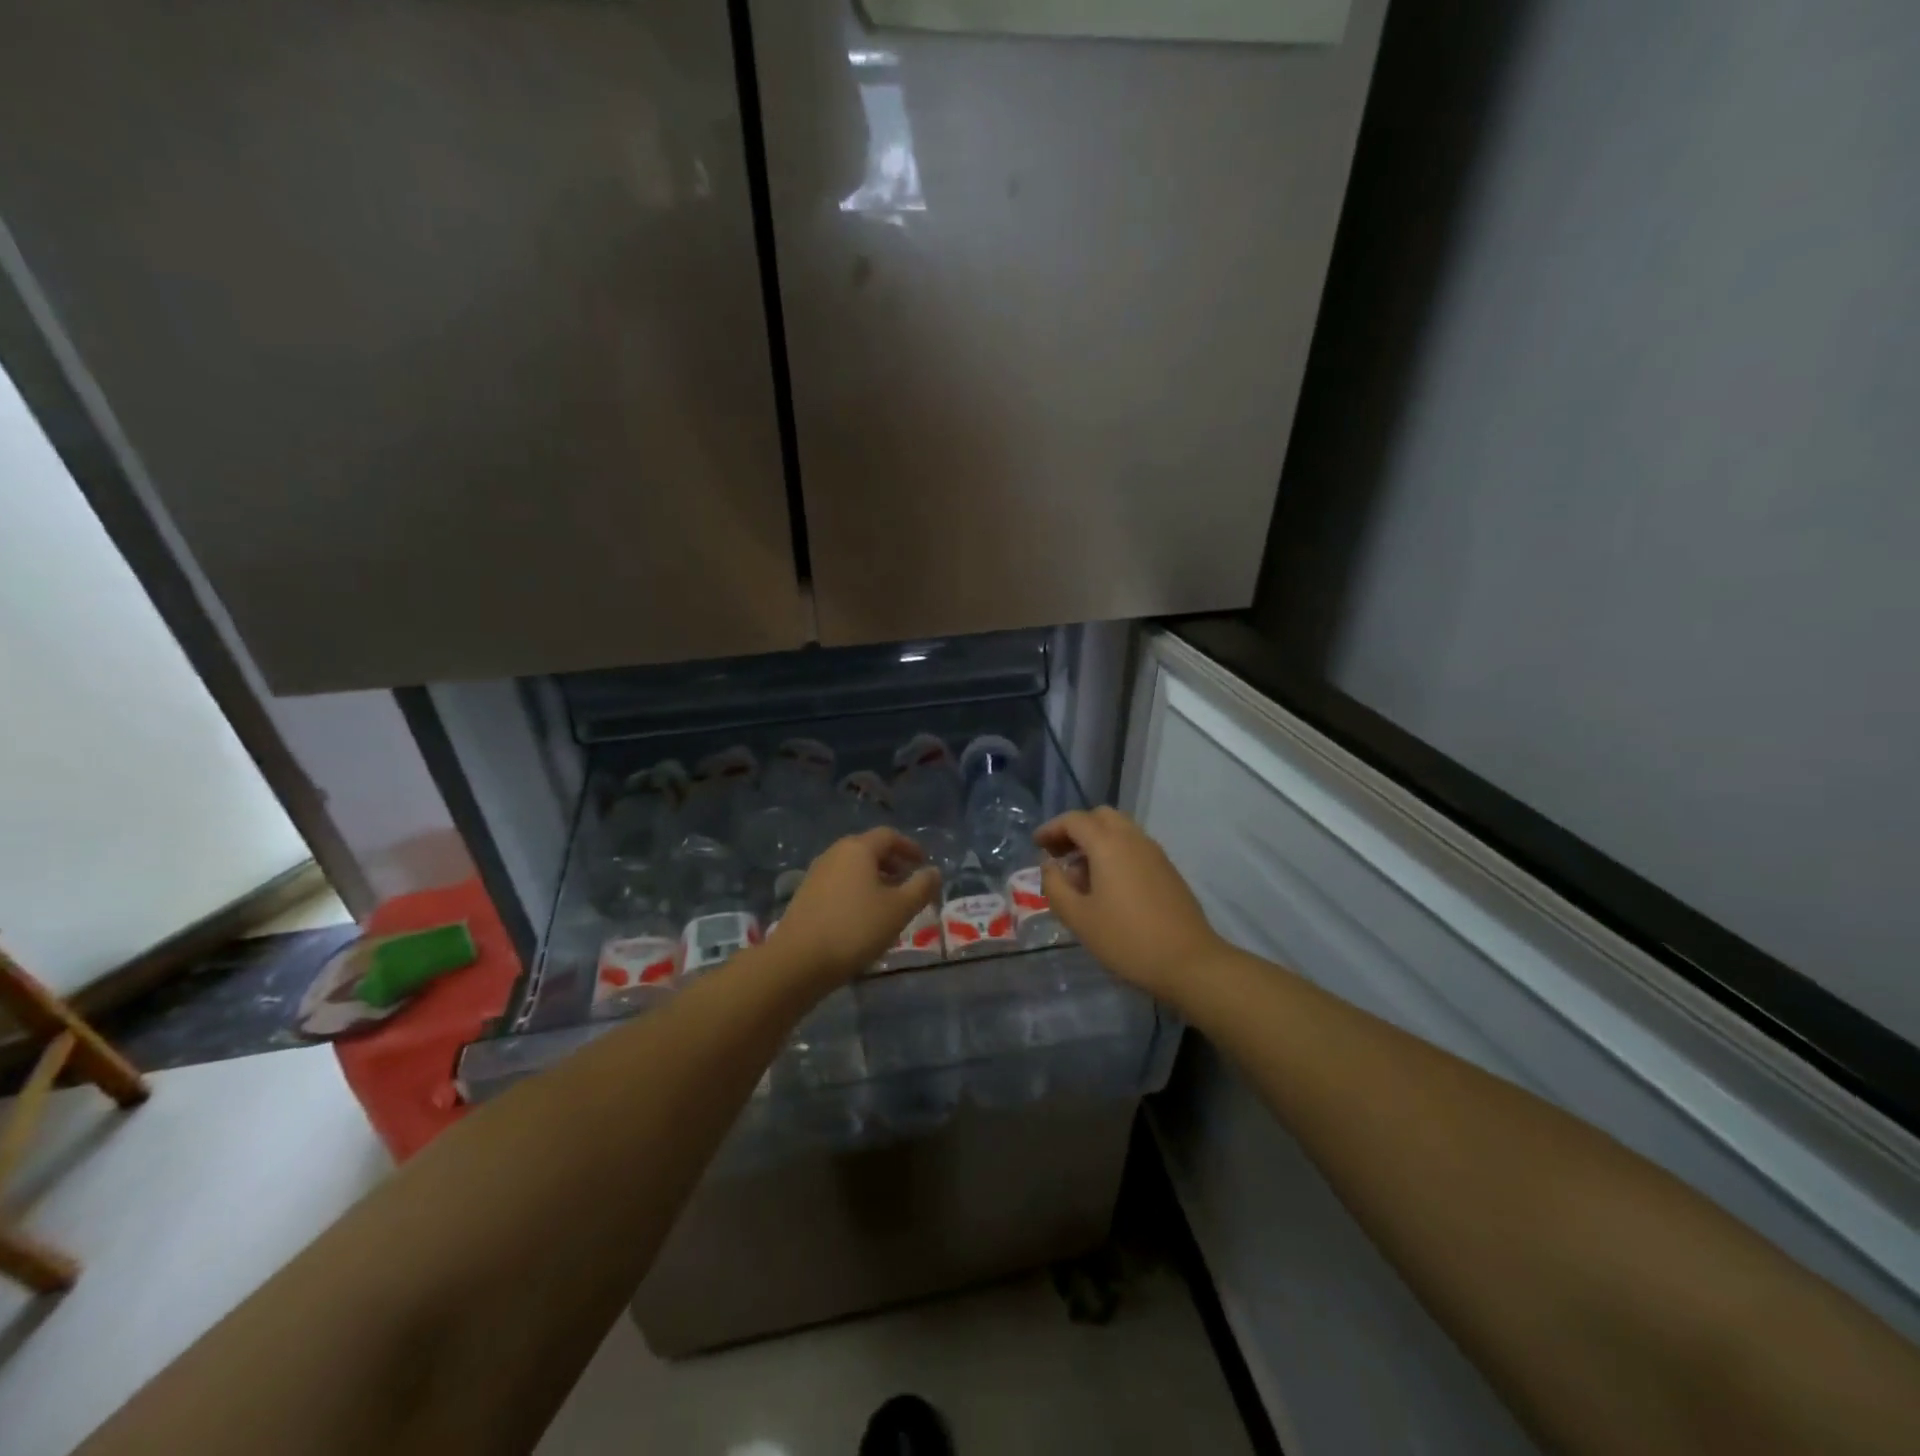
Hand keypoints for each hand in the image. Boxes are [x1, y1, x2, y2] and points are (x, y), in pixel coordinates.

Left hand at [770, 828, 940, 989]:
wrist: (798, 961)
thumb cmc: (855, 928)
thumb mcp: (899, 909)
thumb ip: (921, 887)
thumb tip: (933, 871)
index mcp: (857, 848)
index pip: (889, 836)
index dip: (910, 847)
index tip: (924, 863)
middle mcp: (834, 853)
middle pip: (869, 849)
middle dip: (893, 863)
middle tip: (909, 883)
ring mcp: (816, 874)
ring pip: (853, 868)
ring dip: (875, 878)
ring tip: (890, 902)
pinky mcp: (805, 895)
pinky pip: (839, 883)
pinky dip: (857, 890)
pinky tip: (864, 916)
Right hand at [1036, 807, 1226, 1003]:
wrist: (1189, 962)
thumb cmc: (1127, 939)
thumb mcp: (1079, 918)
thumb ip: (1056, 886)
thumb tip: (1049, 866)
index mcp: (1108, 844)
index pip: (1074, 820)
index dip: (1052, 828)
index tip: (1037, 844)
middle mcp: (1133, 839)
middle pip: (1100, 817)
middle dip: (1076, 829)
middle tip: (1059, 854)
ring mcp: (1154, 853)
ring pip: (1120, 830)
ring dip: (1096, 841)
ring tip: (1080, 874)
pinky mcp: (1167, 870)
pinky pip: (1134, 847)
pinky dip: (1115, 852)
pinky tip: (1107, 885)